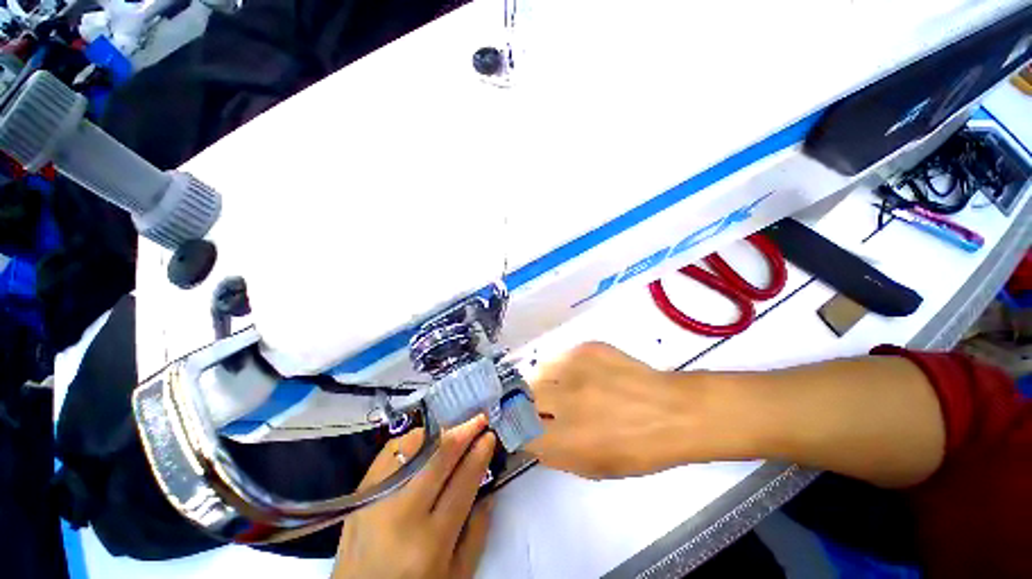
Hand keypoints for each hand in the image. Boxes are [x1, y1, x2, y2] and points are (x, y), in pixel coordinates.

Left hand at [332, 416, 496, 578]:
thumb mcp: (456, 576)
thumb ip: (477, 531)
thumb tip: (489, 486)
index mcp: (430, 543)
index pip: (463, 482)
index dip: (479, 453)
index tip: (490, 436)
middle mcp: (401, 515)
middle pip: (439, 457)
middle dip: (464, 431)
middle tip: (479, 418)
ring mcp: (376, 500)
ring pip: (412, 447)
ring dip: (439, 432)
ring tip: (454, 429)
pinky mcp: (360, 494)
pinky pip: (389, 452)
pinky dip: (412, 439)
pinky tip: (425, 440)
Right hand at [526, 342, 708, 478]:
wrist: (672, 410)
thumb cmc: (637, 448)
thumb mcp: (593, 467)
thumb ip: (553, 453)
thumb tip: (530, 435)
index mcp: (565, 439)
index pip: (518, 429)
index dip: (519, 428)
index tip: (525, 425)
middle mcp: (564, 400)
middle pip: (523, 396)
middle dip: (530, 403)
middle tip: (547, 406)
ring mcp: (575, 368)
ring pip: (539, 372)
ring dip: (547, 383)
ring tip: (569, 388)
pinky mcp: (586, 348)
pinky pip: (562, 357)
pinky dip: (566, 368)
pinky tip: (587, 374)